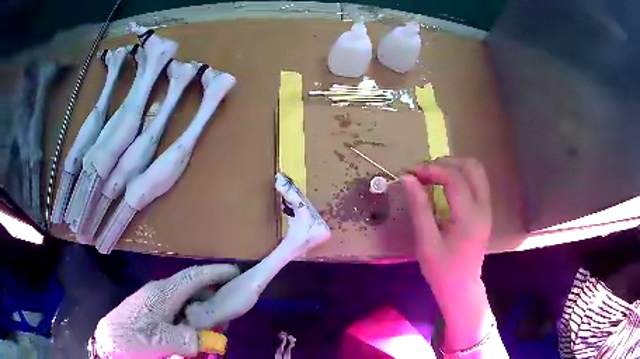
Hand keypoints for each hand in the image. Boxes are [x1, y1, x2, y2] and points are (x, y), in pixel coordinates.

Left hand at [94, 264, 239, 358]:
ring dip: (202, 307)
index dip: (216, 272)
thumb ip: (186, 339)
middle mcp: (161, 291)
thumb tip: (209, 339)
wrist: (109, 339)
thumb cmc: (132, 337)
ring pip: (186, 298)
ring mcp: (156, 299)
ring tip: (214, 324)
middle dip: (213, 294)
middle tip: (230, 309)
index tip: (236, 271)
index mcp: (164, 293)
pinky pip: (179, 307)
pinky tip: (194, 329)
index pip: (194, 277)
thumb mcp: (160, 341)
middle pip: (192, 286)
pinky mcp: (153, 309)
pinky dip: (192, 315)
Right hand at [403, 157, 492, 350]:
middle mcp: (483, 208)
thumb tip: (408, 179)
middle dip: (446, 163)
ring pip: (476, 171)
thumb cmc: (442, 270)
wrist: (461, 288)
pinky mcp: (485, 211)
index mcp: (470, 217)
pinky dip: (459, 176)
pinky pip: (476, 181)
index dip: (432, 169)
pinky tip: (443, 185)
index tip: (412, 173)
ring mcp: (487, 208)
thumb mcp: (426, 242)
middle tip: (423, 173)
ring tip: (432, 176)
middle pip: (472, 166)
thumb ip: (419, 208)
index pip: (455, 179)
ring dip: (454, 167)